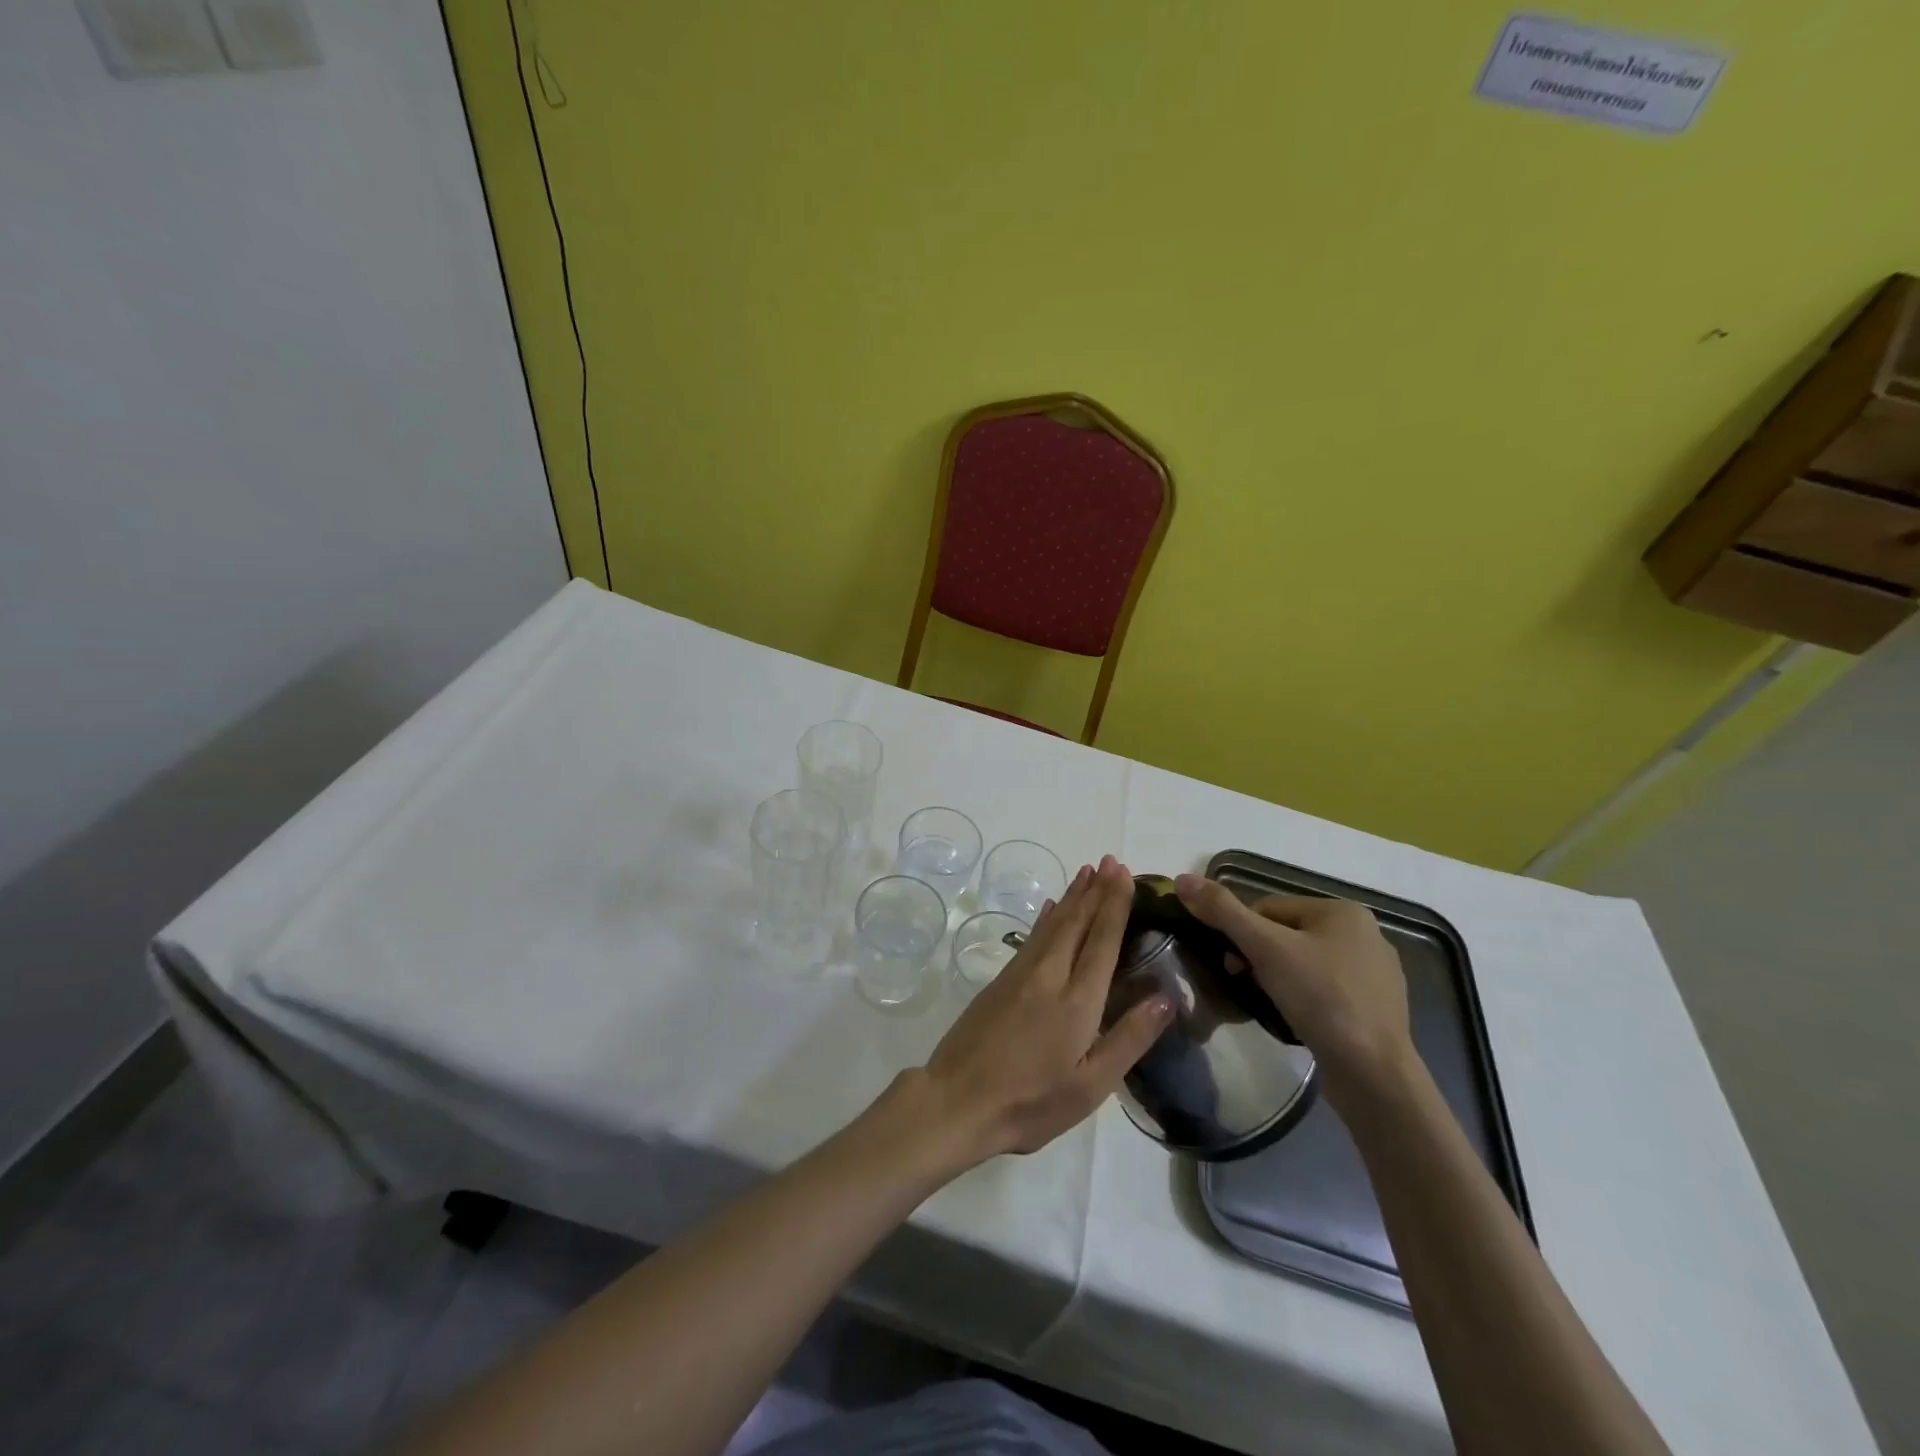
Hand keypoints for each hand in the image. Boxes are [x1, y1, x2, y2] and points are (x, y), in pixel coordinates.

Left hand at [922, 856, 1172, 1162]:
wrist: (957, 1101)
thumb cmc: (1031, 1102)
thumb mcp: (1091, 1086)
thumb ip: (1129, 1039)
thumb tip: (1166, 997)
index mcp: (1077, 1000)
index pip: (1102, 940)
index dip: (1115, 905)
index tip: (1125, 874)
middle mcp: (1049, 975)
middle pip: (1077, 922)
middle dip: (1096, 890)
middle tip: (1112, 861)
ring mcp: (1020, 975)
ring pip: (1052, 924)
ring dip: (1073, 896)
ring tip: (1087, 872)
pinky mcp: (1000, 981)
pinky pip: (1032, 937)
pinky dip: (1046, 917)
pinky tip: (1051, 907)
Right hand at [1173, 874, 1413, 1097]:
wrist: (1374, 1073)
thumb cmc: (1320, 998)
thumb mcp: (1264, 948)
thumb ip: (1222, 911)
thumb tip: (1182, 879)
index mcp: (1343, 910)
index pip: (1270, 908)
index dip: (1242, 934)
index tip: (1233, 966)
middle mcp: (1366, 933)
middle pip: (1287, 934)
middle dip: (1261, 958)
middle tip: (1247, 986)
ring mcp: (1376, 973)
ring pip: (1306, 963)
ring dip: (1281, 979)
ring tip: (1271, 1006)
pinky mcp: (1378, 1008)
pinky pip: (1327, 990)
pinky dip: (1306, 1000)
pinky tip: (1299, 1020)